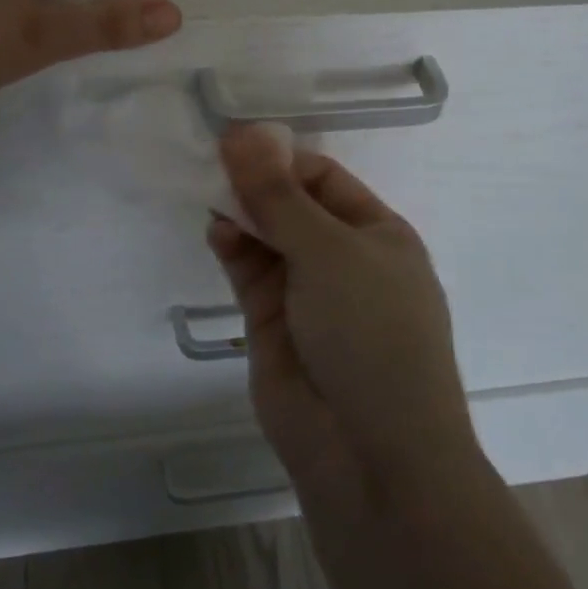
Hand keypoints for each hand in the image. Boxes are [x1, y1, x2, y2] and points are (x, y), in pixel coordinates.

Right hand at [208, 125, 480, 508]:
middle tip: (211, 162)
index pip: (324, 178)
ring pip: (267, 238)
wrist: (370, 454)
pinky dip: (233, 248)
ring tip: (209, 193)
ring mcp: (308, 294)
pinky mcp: (274, 324)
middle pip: (292, 206)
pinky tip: (217, 231)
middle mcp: (344, 259)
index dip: (281, 159)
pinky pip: (250, 273)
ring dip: (241, 214)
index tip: (236, 143)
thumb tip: (242, 134)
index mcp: (378, 234)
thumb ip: (278, 196)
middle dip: (256, 185)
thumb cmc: (371, 333)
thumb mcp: (330, 251)